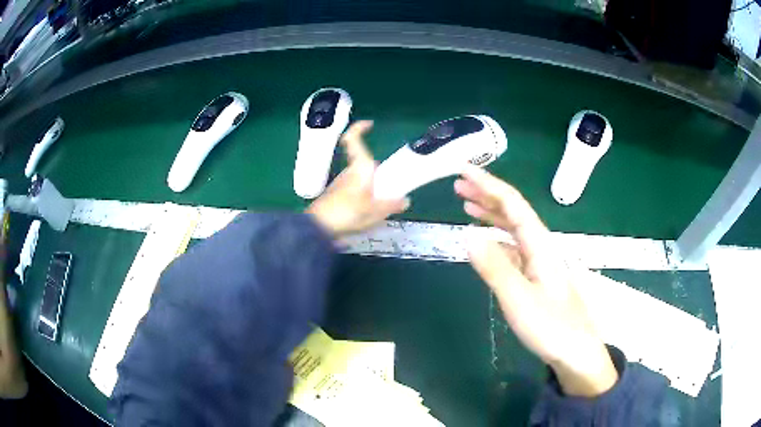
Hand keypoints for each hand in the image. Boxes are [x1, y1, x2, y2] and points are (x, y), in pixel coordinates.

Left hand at [307, 121, 409, 236]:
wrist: (318, 228)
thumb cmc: (348, 213)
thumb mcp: (375, 212)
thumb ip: (391, 205)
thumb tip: (405, 200)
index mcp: (359, 168)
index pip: (353, 140)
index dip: (359, 128)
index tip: (370, 124)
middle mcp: (349, 171)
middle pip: (365, 164)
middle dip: (378, 173)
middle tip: (390, 187)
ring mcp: (341, 182)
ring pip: (361, 178)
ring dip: (371, 186)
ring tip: (380, 205)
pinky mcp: (337, 194)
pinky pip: (355, 189)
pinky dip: (364, 195)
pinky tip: (368, 212)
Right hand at [455, 165, 617, 396]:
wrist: (576, 351)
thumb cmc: (551, 327)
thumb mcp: (519, 300)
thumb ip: (495, 268)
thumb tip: (468, 237)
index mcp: (539, 245)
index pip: (513, 204)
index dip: (488, 184)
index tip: (463, 170)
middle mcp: (540, 247)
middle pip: (513, 211)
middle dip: (486, 194)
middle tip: (458, 184)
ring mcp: (539, 262)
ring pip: (513, 228)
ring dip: (490, 213)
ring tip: (467, 205)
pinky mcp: (536, 277)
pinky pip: (513, 247)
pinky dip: (496, 238)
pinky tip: (486, 242)